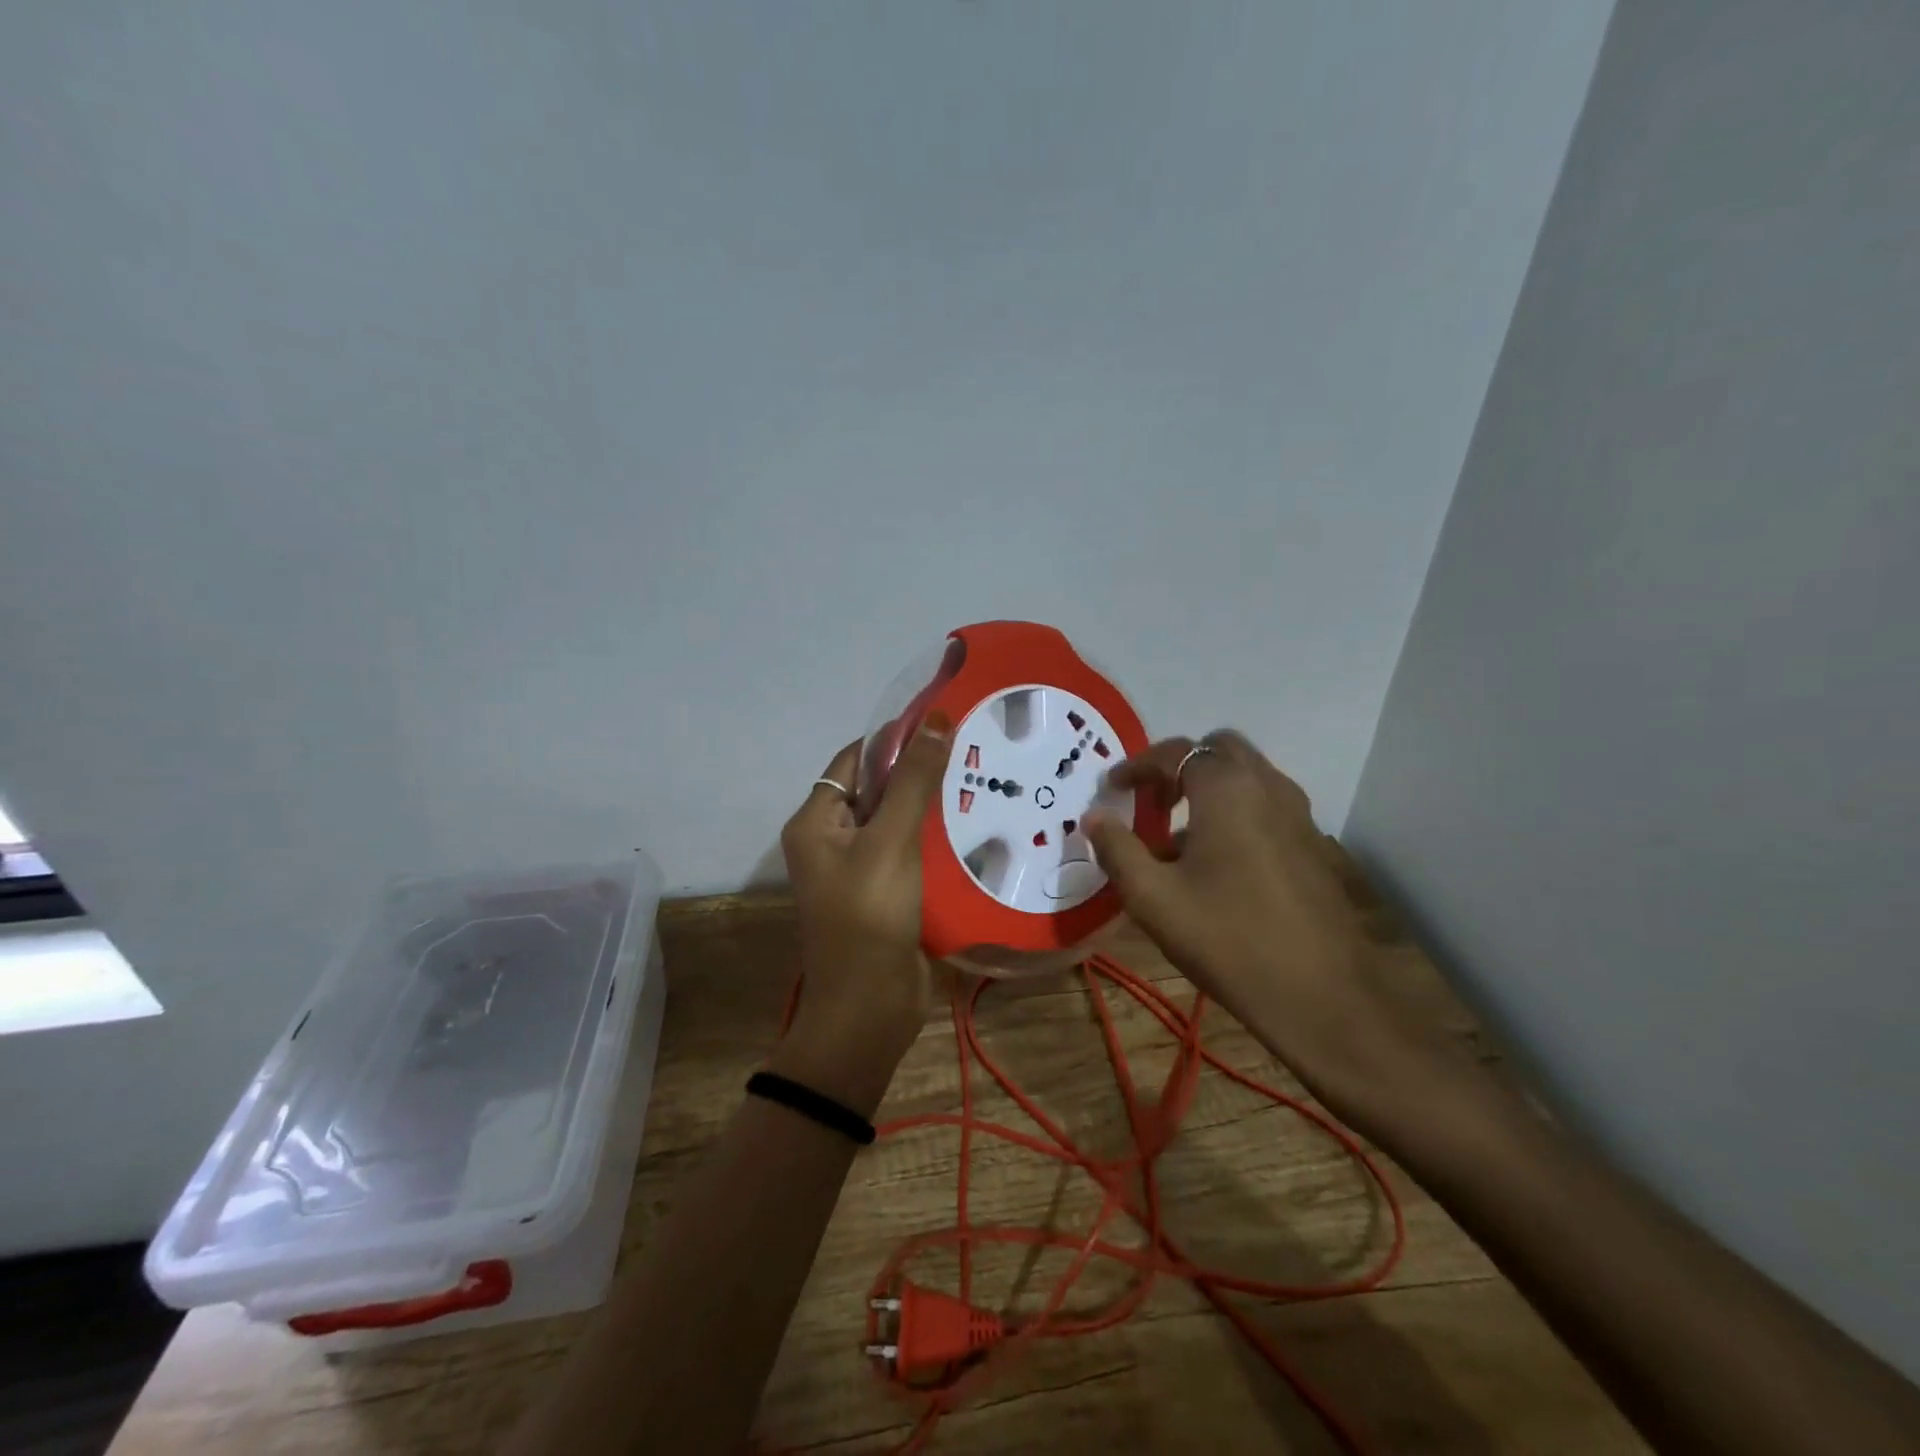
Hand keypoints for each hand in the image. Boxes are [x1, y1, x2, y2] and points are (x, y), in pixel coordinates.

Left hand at [773, 714, 952, 1114]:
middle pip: (876, 789)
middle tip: (971, 749)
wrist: (869, 1009)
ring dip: (930, 804)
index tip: (943, 721)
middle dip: (918, 771)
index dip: (895, 738)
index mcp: (817, 821)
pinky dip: (935, 838)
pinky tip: (974, 824)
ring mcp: (859, 869)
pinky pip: (909, 852)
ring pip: (897, 821)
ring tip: (980, 779)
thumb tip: (934, 718)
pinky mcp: (886, 893)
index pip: (855, 760)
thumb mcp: (891, 840)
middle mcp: (832, 840)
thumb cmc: (870, 916)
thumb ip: (913, 780)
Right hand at [1084, 732, 1420, 1100]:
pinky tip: (1218, 864)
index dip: (1137, 765)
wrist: (1322, 996)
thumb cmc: (1227, 939)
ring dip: (1210, 789)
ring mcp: (1298, 815)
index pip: (1175, 752)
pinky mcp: (1313, 845)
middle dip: (1180, 766)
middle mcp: (1267, 787)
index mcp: (1226, 790)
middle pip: (1219, 750)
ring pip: (1248, 777)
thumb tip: (1094, 817)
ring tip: (1178, 837)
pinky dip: (1237, 811)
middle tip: (1152, 801)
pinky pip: (1267, 805)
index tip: (1112, 788)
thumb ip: (1117, 849)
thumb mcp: (1153, 898)